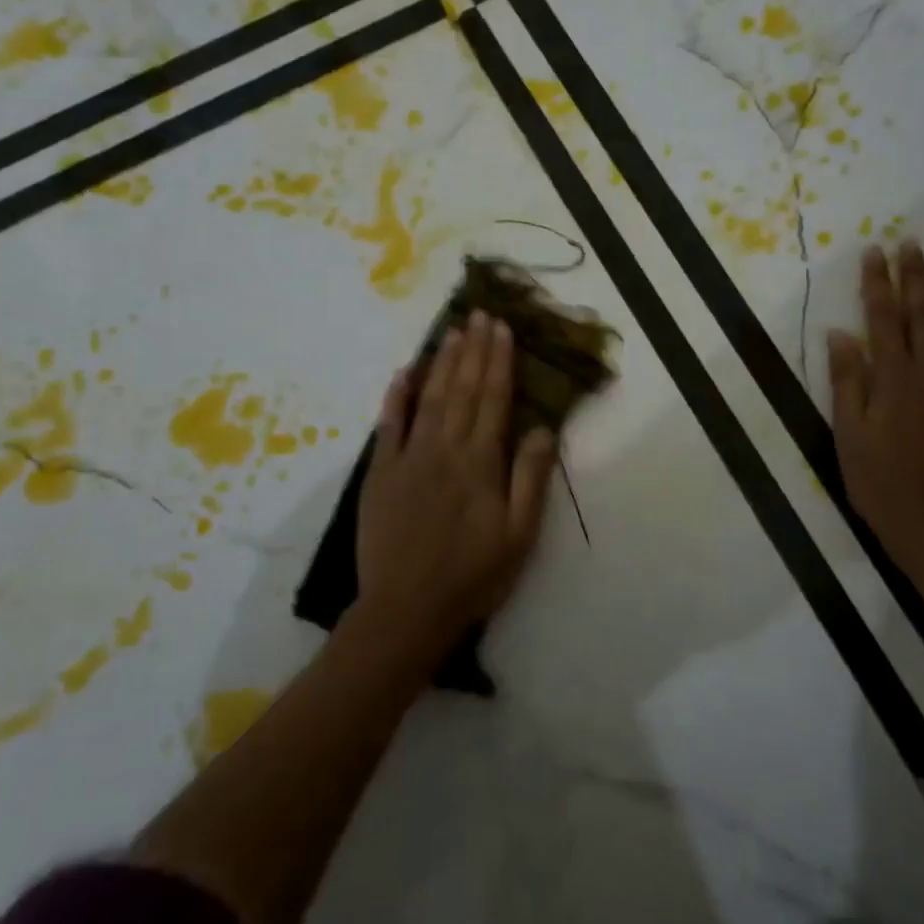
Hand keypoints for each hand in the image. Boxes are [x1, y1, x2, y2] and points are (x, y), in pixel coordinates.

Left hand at [356, 311, 556, 654]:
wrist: (406, 609)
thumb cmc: (473, 576)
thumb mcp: (519, 535)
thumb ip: (530, 478)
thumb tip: (543, 428)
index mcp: (481, 463)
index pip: (493, 399)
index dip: (499, 362)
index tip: (502, 329)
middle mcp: (445, 449)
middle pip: (463, 389)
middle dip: (474, 349)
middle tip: (480, 314)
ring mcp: (409, 458)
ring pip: (430, 398)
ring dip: (443, 362)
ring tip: (453, 331)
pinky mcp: (380, 473)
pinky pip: (388, 425)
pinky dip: (396, 396)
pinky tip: (405, 372)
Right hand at [826, 240, 923, 554]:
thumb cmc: (879, 482)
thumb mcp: (848, 434)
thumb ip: (847, 382)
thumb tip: (840, 334)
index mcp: (891, 380)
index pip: (882, 320)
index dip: (877, 284)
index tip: (874, 252)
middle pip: (921, 317)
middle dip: (914, 278)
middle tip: (911, 244)